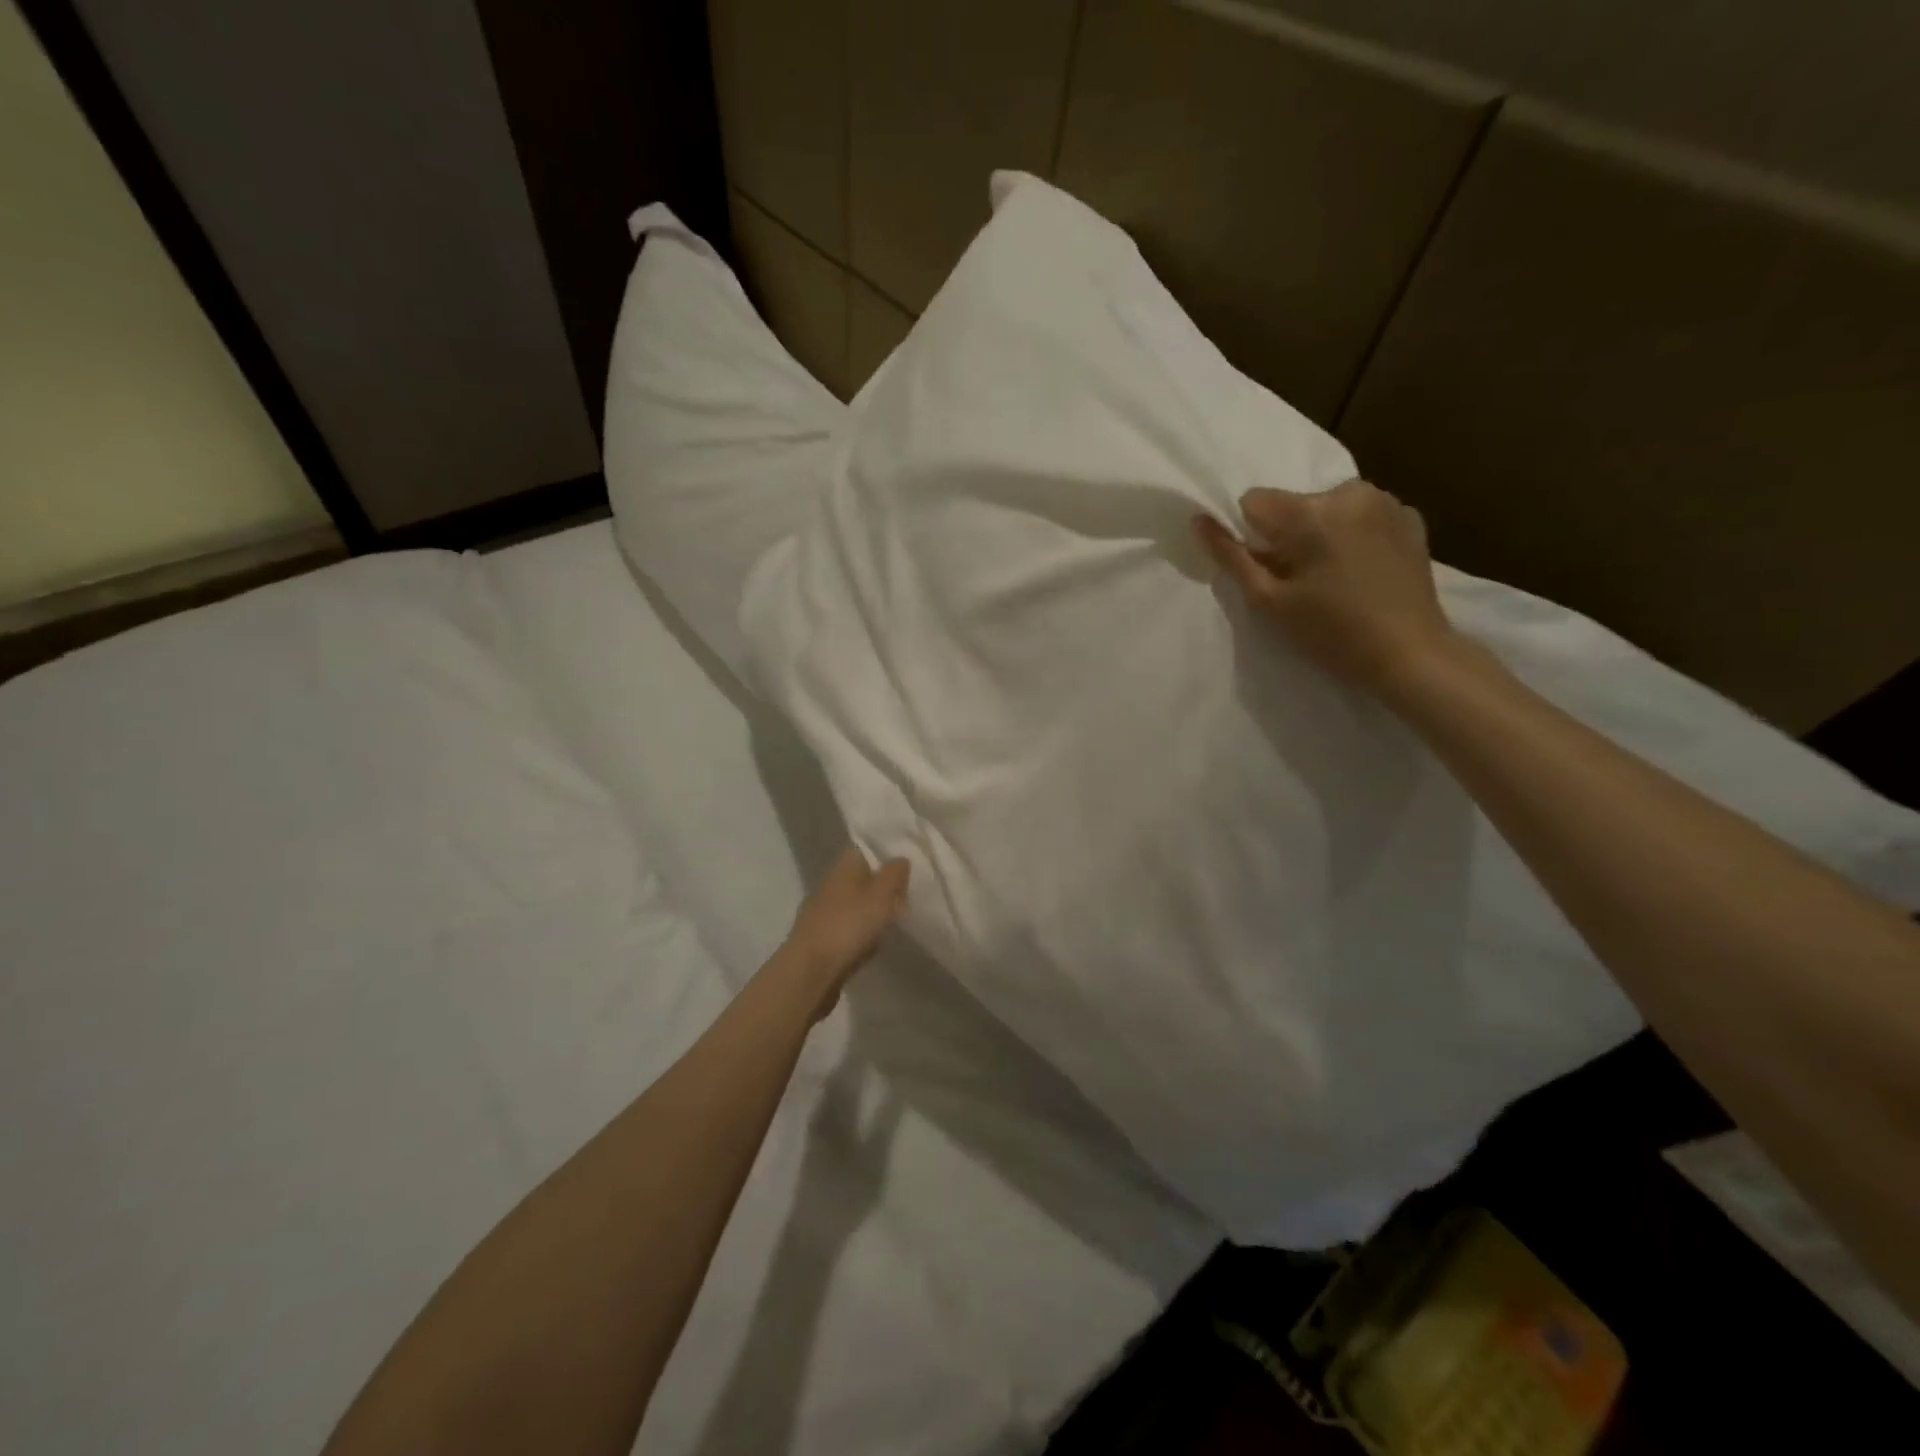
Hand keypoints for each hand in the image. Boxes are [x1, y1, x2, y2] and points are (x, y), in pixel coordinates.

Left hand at [783, 847, 910, 1016]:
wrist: (809, 972)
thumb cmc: (849, 926)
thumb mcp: (882, 895)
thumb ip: (894, 874)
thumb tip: (900, 858)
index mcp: (843, 867)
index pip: (863, 849)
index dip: (884, 853)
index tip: (906, 863)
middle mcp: (829, 884)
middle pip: (858, 877)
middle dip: (879, 884)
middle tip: (906, 894)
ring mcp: (821, 912)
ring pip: (852, 903)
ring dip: (869, 910)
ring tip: (894, 920)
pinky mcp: (818, 939)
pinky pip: (845, 928)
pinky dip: (859, 933)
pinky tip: (872, 944)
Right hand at [1194, 479, 1460, 696]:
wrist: (1411, 655)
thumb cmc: (1331, 633)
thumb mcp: (1269, 601)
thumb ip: (1231, 557)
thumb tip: (1198, 520)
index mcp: (1312, 511)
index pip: (1254, 501)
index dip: (1252, 537)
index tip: (1269, 571)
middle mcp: (1350, 491)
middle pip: (1293, 504)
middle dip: (1288, 535)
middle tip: (1301, 583)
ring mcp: (1386, 501)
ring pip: (1327, 508)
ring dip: (1321, 534)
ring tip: (1334, 578)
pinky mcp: (1410, 517)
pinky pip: (1362, 516)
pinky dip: (1353, 536)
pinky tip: (1363, 571)